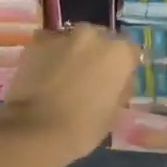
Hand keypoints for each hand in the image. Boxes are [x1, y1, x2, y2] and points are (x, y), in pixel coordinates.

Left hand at [0, 24, 139, 166]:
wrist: (36, 130)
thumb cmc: (83, 127)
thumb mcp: (114, 112)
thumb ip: (119, 89)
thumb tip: (117, 82)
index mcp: (118, 53)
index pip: (130, 51)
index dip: (124, 66)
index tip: (118, 79)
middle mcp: (92, 35)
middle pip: (100, 39)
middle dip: (97, 54)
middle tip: (89, 76)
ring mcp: (62, 36)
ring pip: (73, 40)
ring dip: (72, 52)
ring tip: (64, 75)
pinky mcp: (36, 43)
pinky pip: (49, 45)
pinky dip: (49, 56)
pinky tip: (45, 74)